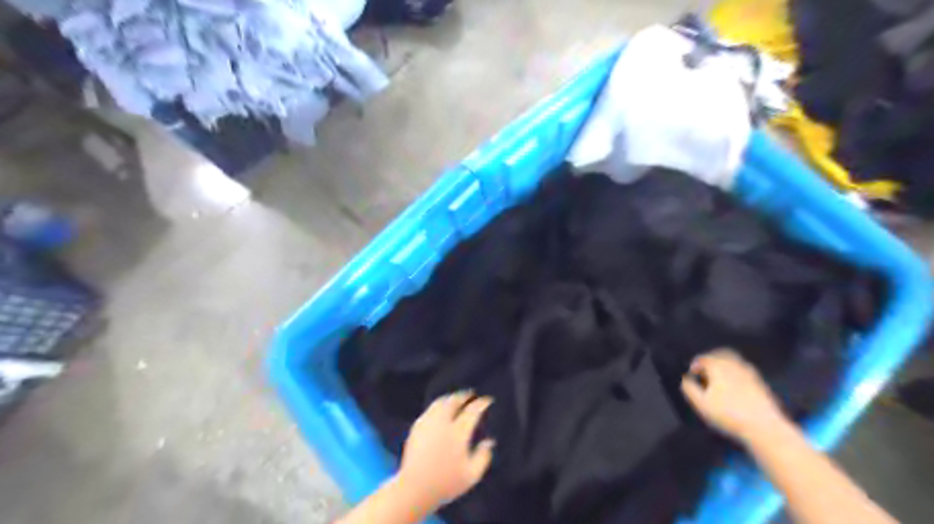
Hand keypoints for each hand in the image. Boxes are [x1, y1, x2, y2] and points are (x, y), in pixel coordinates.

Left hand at [393, 393, 494, 507]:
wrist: (414, 488)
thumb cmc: (445, 484)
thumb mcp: (471, 475)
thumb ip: (483, 457)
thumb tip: (489, 442)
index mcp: (458, 432)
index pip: (472, 411)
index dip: (481, 403)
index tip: (487, 400)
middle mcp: (443, 422)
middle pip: (454, 401)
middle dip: (464, 395)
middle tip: (470, 394)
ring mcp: (428, 423)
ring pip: (440, 402)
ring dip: (450, 398)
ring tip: (455, 399)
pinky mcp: (416, 427)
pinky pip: (430, 410)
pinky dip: (438, 406)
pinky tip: (439, 411)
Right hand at [684, 350, 791, 443]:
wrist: (764, 427)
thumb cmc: (729, 415)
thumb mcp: (701, 403)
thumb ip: (689, 388)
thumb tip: (685, 379)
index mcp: (718, 367)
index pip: (703, 358)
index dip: (695, 364)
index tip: (692, 373)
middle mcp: (734, 365)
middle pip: (720, 354)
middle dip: (711, 359)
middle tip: (705, 369)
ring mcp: (750, 373)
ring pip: (734, 361)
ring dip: (724, 365)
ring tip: (718, 377)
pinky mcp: (760, 383)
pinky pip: (745, 370)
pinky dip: (736, 373)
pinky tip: (733, 386)